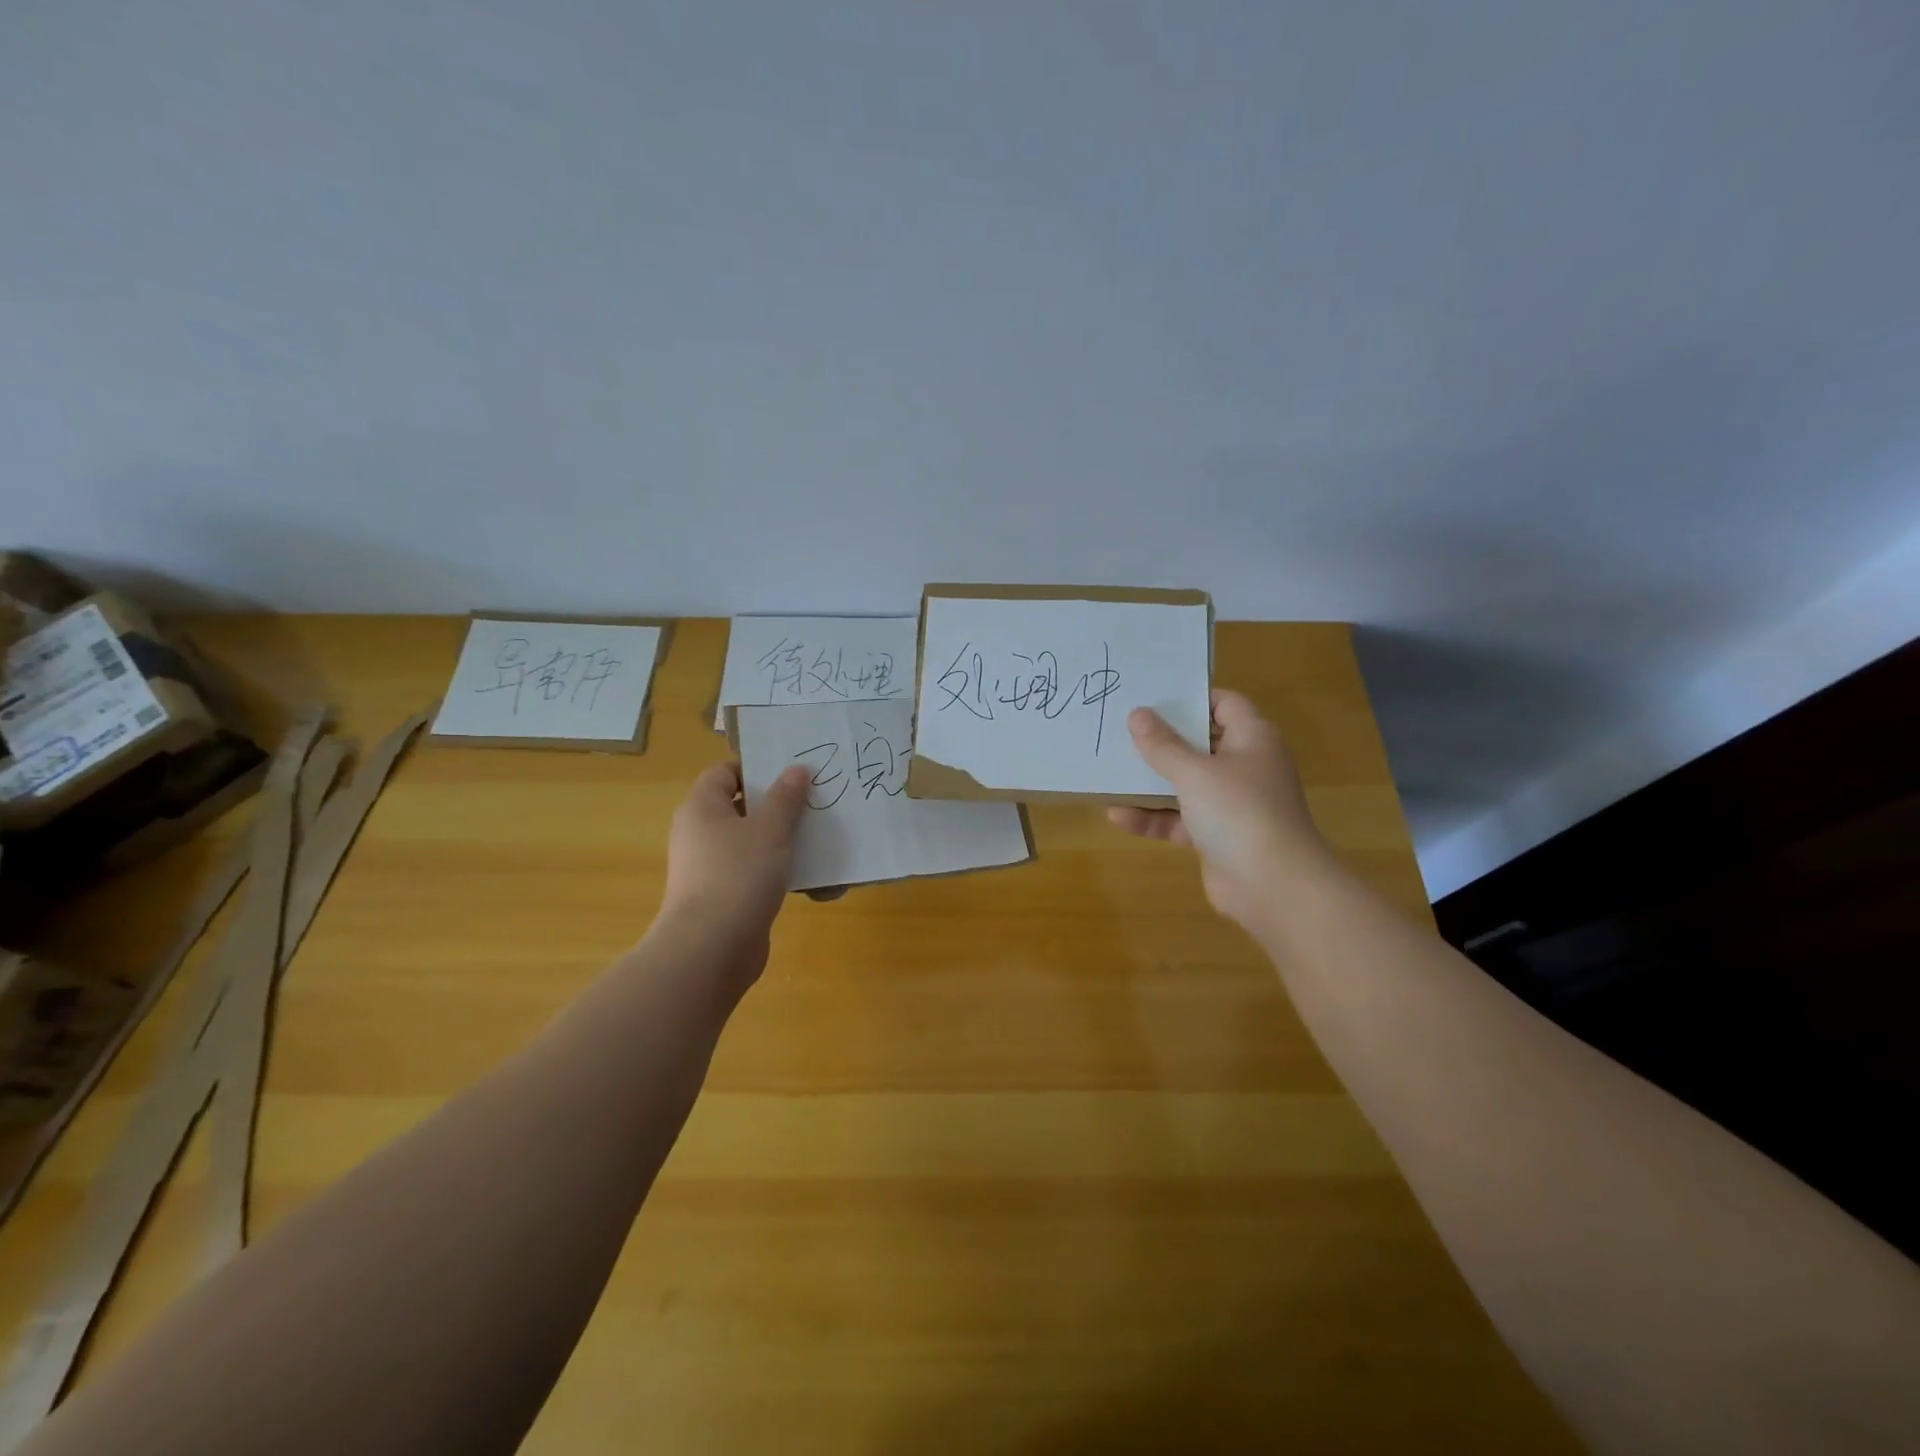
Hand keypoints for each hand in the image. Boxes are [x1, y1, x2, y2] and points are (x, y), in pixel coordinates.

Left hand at [657, 761, 810, 980]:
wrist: (711, 950)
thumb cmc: (737, 876)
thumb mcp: (769, 830)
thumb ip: (786, 797)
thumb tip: (797, 769)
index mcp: (702, 808)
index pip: (724, 772)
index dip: (756, 767)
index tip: (792, 772)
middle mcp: (700, 833)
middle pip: (742, 806)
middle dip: (779, 804)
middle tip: (816, 800)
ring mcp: (711, 867)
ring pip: (752, 841)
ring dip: (783, 838)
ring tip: (821, 834)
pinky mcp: (725, 896)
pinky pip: (755, 871)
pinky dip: (779, 869)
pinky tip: (811, 873)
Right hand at [1107, 690, 1329, 934]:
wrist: (1272, 885)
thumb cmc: (1238, 811)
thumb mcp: (1194, 772)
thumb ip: (1162, 744)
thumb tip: (1137, 714)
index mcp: (1252, 738)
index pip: (1224, 704)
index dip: (1192, 697)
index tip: (1152, 697)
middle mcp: (1244, 766)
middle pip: (1200, 744)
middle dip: (1162, 740)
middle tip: (1120, 728)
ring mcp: (1231, 803)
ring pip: (1186, 783)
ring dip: (1151, 781)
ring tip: (1111, 771)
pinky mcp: (1217, 836)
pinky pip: (1180, 819)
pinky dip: (1153, 817)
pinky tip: (1117, 816)